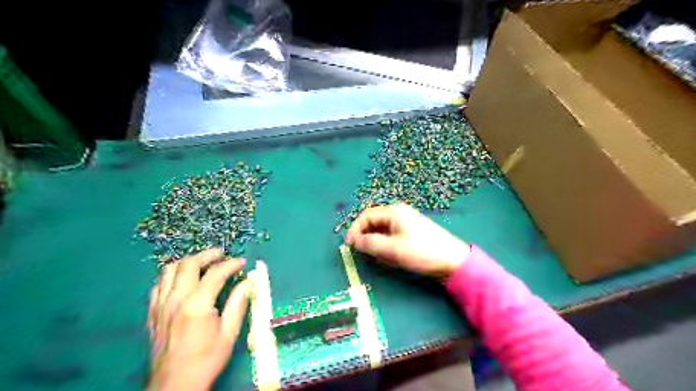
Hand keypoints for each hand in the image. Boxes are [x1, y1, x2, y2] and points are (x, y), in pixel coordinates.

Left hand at [146, 250, 249, 389]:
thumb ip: (238, 303)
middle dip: (207, 255)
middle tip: (221, 255)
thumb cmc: (207, 358)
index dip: (231, 264)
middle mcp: (176, 300)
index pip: (215, 273)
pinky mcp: (153, 313)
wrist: (175, 384)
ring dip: (188, 262)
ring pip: (169, 271)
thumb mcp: (229, 332)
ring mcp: (161, 306)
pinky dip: (172, 277)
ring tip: (202, 263)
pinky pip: (158, 285)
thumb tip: (249, 281)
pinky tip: (183, 280)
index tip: (242, 262)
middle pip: (188, 264)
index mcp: (197, 305)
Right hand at [345, 205, 469, 277]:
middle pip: (373, 222)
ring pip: (381, 231)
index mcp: (394, 212)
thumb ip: (371, 244)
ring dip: (376, 244)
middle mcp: (398, 214)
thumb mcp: (393, 249)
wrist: (452, 261)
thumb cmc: (422, 252)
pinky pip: (390, 237)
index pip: (366, 216)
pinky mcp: (409, 233)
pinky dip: (385, 246)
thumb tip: (355, 242)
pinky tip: (389, 257)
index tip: (349, 246)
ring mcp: (405, 223)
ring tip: (379, 257)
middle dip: (365, 237)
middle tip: (363, 254)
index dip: (355, 229)